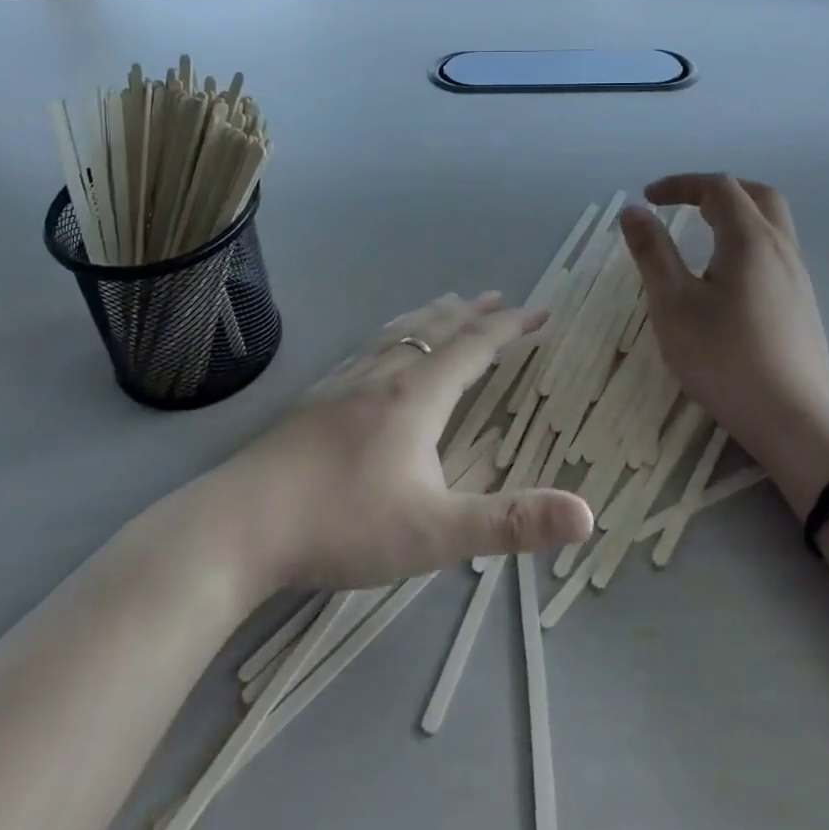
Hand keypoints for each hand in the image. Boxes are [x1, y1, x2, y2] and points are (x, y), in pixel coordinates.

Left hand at [220, 293, 593, 592]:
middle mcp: (384, 374)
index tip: (539, 312)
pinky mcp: (316, 397)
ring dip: (432, 316)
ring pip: (399, 333)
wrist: (241, 524)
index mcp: (418, 394)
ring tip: (447, 304)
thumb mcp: (437, 533)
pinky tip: (379, 350)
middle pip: (436, 328)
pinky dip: (393, 334)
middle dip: (473, 312)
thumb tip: (587, 514)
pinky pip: (369, 347)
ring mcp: (344, 382)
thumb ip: (512, 522)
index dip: (511, 326)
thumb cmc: (344, 524)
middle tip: (497, 296)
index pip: (475, 345)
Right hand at [619, 174, 828, 516]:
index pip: (718, 188)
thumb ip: (652, 253)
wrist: (796, 421)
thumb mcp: (673, 304)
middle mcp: (781, 248)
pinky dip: (745, 241)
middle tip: (681, 204)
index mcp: (750, 239)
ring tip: (698, 237)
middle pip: (756, 195)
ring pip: (770, 223)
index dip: (680, 184)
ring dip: (734, 215)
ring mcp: (797, 276)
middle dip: (715, 190)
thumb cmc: (726, 359)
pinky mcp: (802, 303)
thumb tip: (634, 211)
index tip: (648, 198)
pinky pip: (774, 251)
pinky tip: (724, 277)